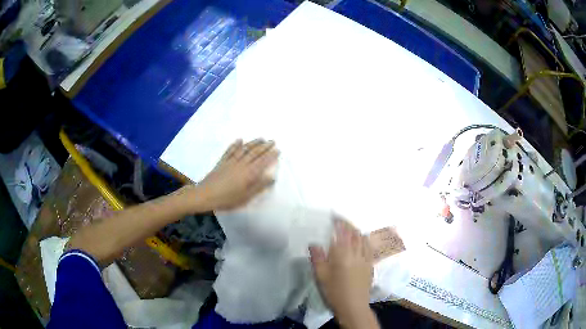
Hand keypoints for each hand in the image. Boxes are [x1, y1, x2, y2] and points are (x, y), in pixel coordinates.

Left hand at [194, 139, 278, 210]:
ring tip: (261, 138)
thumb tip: (272, 177)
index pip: (262, 162)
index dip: (271, 156)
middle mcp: (241, 164)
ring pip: (244, 149)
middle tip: (273, 141)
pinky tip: (239, 140)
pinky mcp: (222, 162)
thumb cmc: (227, 199)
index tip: (278, 150)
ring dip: (253, 143)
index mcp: (248, 174)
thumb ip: (259, 186)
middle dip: (264, 146)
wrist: (205, 195)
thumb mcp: (245, 197)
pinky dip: (235, 144)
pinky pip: (230, 151)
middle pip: (254, 153)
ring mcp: (230, 162)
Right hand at [310, 218, 377, 328]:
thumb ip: (318, 258)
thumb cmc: (334, 292)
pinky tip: (360, 243)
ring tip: (349, 230)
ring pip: (363, 239)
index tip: (333, 216)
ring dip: (356, 231)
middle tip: (340, 221)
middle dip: (348, 224)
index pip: (343, 232)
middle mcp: (357, 253)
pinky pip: (369, 247)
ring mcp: (366, 259)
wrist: (353, 306)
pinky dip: (364, 240)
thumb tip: (314, 243)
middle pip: (355, 233)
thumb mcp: (321, 276)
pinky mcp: (370, 265)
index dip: (339, 222)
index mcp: (343, 254)